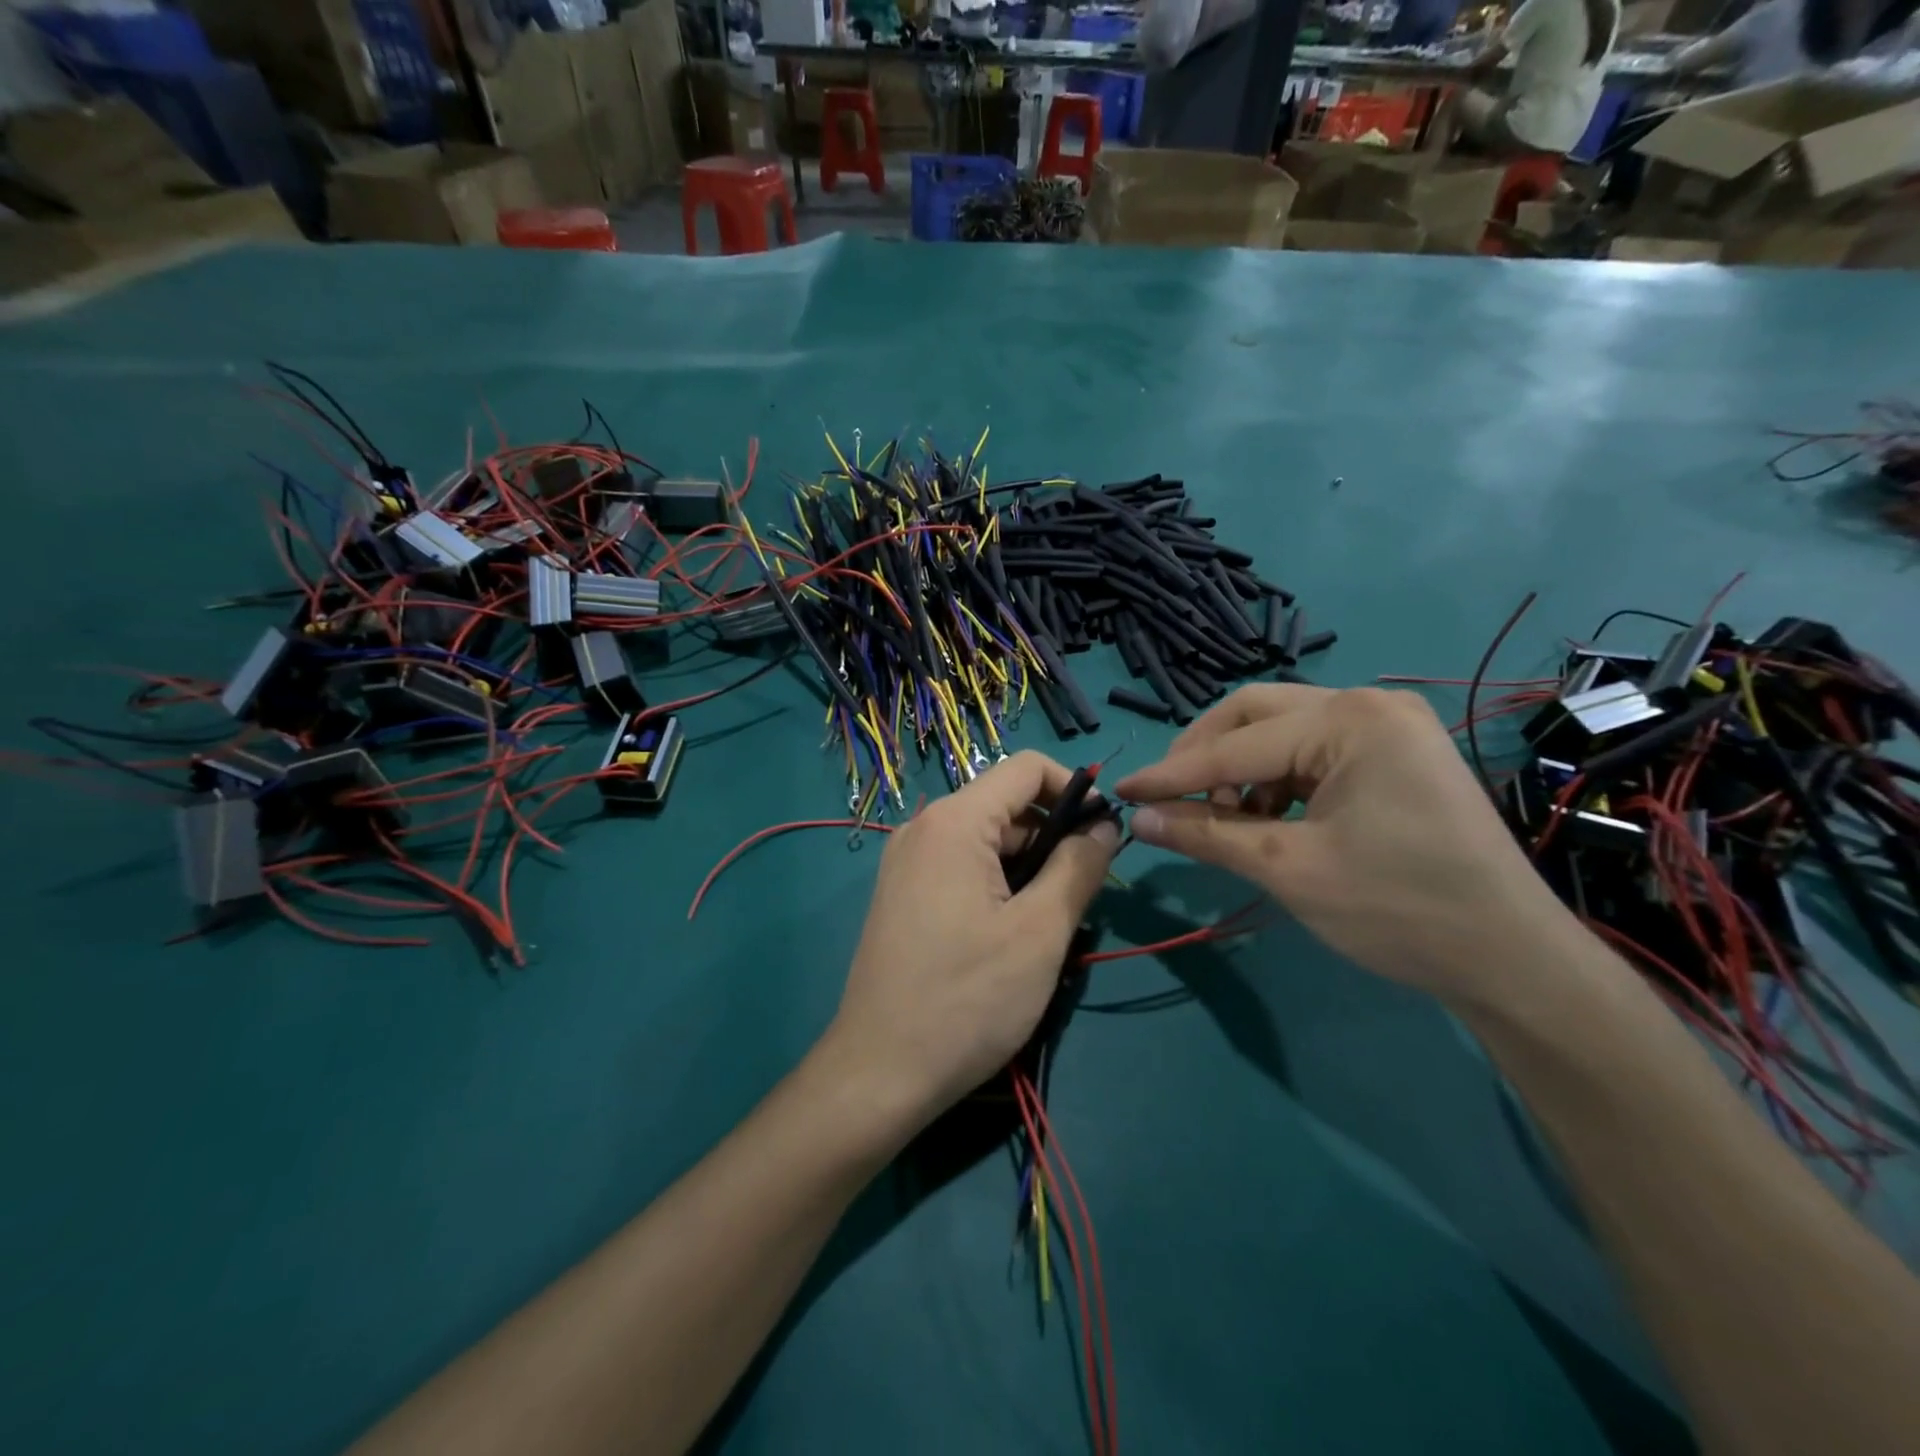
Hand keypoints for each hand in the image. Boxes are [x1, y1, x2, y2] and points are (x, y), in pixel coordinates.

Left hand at [826, 752, 1118, 1125]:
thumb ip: (1078, 867)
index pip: (1026, 769)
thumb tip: (1105, 827)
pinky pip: (960, 866)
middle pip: (1005, 806)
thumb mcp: (1039, 933)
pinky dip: (996, 884)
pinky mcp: (902, 894)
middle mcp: (923, 828)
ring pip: (985, 840)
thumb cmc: (967, 1000)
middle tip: (1081, 895)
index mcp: (954, 822)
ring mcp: (906, 862)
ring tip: (1048, 925)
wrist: (878, 1072)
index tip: (1104, 835)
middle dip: (1052, 836)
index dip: (1074, 789)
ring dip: (1027, 866)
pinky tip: (1009, 935)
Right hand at [1114, 685, 1575, 1004]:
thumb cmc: (1399, 910)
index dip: (1171, 773)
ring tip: (1223, 820)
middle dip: (1205, 755)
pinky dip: (1276, 779)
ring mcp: (1389, 727)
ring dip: (1240, 768)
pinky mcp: (1397, 754)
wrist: (1512, 960)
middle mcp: (1370, 705)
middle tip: (1169, 798)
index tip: (1121, 792)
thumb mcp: (1289, 870)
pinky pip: (1313, 750)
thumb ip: (1207, 835)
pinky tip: (1266, 818)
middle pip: (1256, 713)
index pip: (1235, 745)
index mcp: (1349, 721)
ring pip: (1282, 730)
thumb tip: (1139, 819)